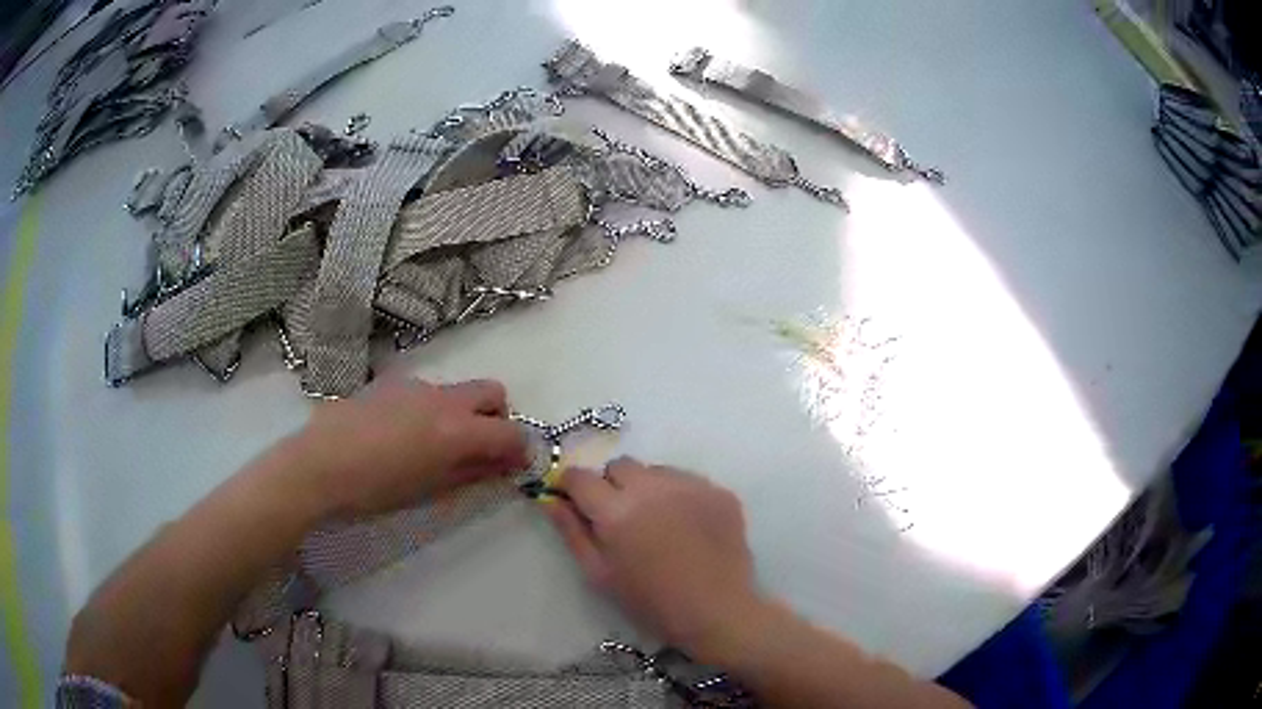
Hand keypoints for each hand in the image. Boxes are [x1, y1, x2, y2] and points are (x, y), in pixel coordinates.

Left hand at [290, 378, 528, 518]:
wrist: (318, 464)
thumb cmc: (375, 489)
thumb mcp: (430, 490)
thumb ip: (473, 473)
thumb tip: (503, 465)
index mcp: (457, 429)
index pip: (511, 432)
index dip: (519, 450)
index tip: (512, 467)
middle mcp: (443, 398)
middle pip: (492, 392)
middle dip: (497, 418)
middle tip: (480, 449)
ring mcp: (416, 385)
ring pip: (457, 391)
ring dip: (463, 413)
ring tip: (434, 446)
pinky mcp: (391, 383)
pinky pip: (427, 391)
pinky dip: (432, 409)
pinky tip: (403, 435)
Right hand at [544, 458, 762, 658]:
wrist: (717, 612)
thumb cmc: (651, 602)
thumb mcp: (600, 574)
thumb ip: (572, 532)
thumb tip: (551, 500)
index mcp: (616, 511)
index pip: (580, 476)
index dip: (573, 486)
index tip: (576, 501)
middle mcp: (652, 488)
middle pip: (619, 466)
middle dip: (612, 485)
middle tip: (621, 517)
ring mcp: (690, 485)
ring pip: (655, 470)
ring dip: (648, 488)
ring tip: (658, 522)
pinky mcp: (718, 491)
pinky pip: (688, 480)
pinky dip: (680, 495)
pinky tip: (687, 526)